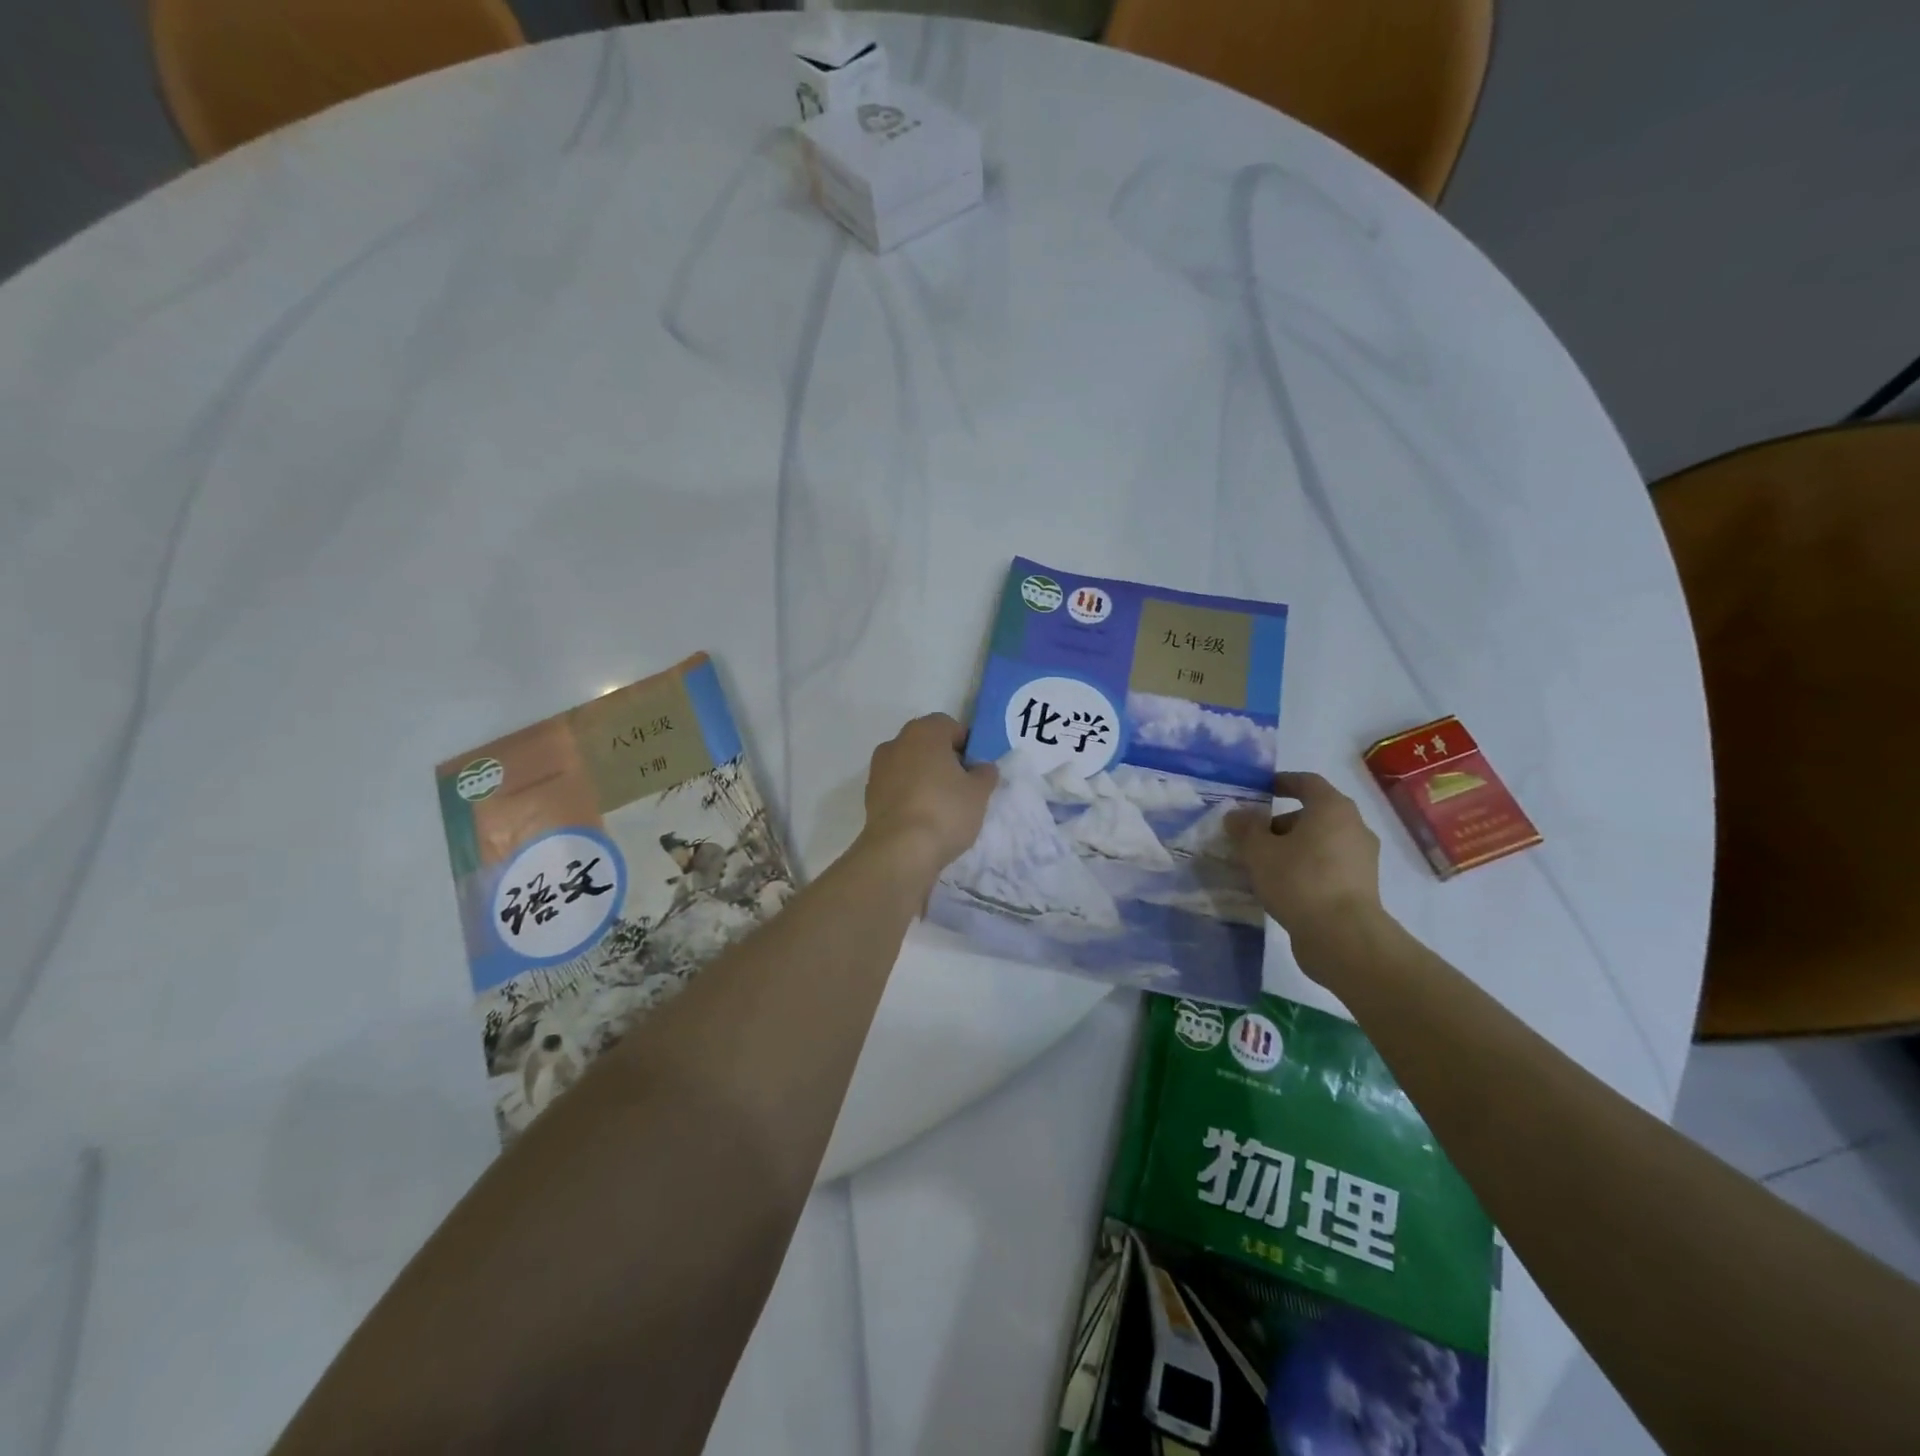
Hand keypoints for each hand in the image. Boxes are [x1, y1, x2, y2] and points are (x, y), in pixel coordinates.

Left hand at [859, 714, 997, 886]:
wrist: (899, 851)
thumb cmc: (945, 810)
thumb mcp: (979, 792)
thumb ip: (984, 773)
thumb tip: (981, 767)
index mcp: (924, 732)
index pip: (949, 726)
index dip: (967, 745)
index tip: (976, 769)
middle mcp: (896, 742)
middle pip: (927, 744)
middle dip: (944, 760)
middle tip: (962, 787)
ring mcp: (878, 769)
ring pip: (910, 766)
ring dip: (925, 778)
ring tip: (942, 807)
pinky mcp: (869, 796)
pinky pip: (897, 788)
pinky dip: (909, 796)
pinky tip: (923, 819)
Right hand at [1231, 772, 1382, 963]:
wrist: (1343, 936)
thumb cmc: (1299, 880)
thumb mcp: (1258, 851)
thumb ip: (1245, 828)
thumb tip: (1237, 815)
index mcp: (1332, 808)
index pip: (1307, 782)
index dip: (1282, 782)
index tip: (1261, 790)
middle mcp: (1354, 827)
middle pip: (1314, 814)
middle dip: (1281, 822)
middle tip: (1253, 837)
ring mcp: (1362, 859)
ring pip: (1321, 842)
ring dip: (1293, 847)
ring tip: (1264, 865)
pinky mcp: (1362, 886)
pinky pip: (1328, 866)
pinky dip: (1307, 868)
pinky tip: (1283, 886)